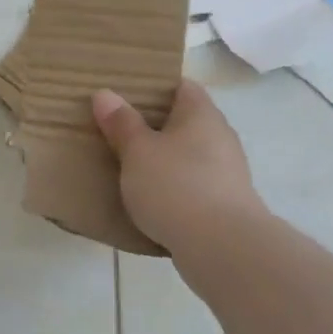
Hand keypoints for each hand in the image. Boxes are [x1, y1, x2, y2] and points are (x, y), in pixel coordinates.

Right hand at [92, 79, 266, 252]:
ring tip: (130, 168)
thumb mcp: (138, 152)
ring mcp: (227, 171)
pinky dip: (175, 188)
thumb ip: (121, 123)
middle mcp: (220, 135)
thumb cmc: (176, 187)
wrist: (222, 247)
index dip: (154, 87)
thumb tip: (105, 94)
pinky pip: (194, 185)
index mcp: (201, 113)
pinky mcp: (226, 203)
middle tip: (118, 132)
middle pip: (185, 121)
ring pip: (189, 155)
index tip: (125, 96)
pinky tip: (152, 201)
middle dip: (155, 126)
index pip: (181, 86)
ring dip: (165, 160)